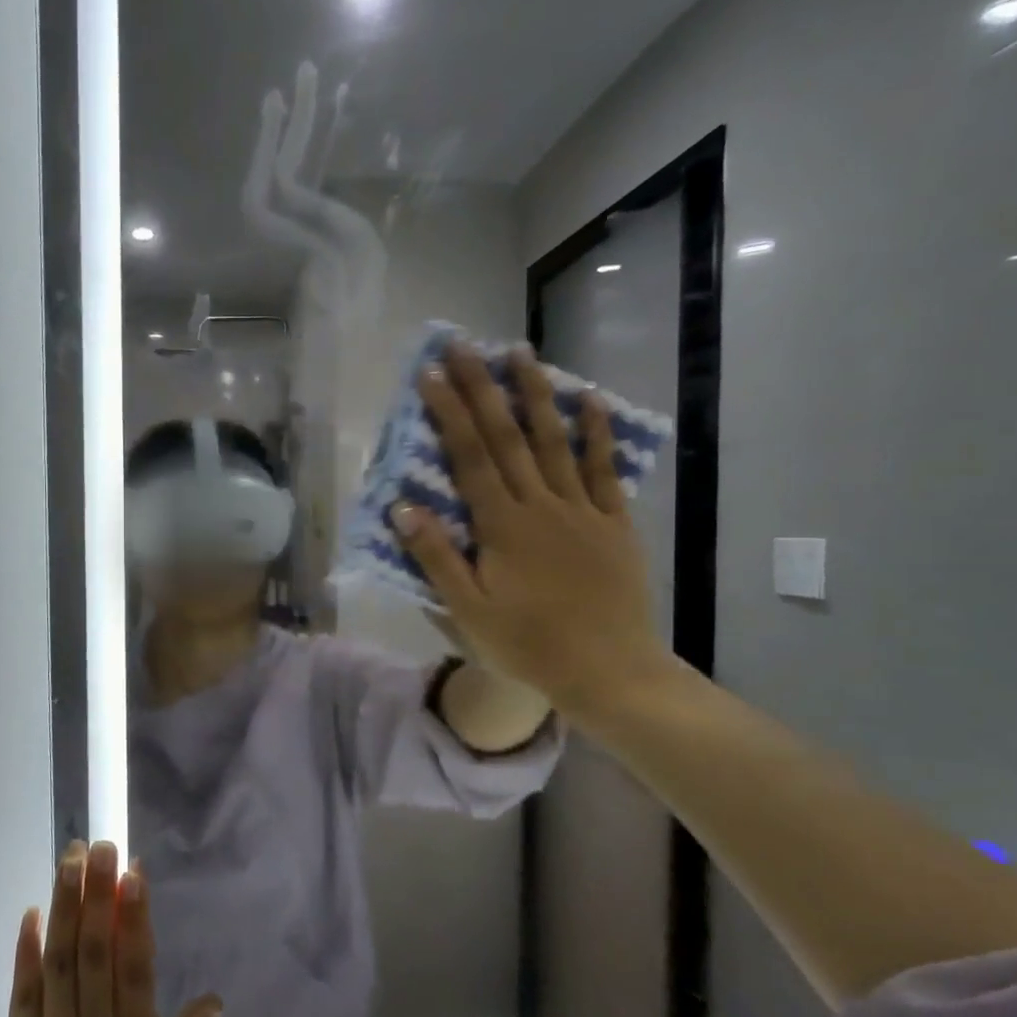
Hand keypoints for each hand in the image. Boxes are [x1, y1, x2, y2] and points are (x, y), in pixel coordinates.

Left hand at [0, 841, 221, 1016]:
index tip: (134, 872)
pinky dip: (26, 954)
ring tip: (69, 861)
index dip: (136, 915)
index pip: (136, 967)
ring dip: (65, 908)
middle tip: (101, 845)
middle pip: (96, 951)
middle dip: (99, 894)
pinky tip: (30, 915)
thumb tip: (214, 1002)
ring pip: (60, 962)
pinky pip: (21, 997)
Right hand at [392, 343, 675, 725]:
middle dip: (482, 387)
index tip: (430, 375)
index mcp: (501, 526)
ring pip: (555, 441)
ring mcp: (581, 510)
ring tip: (521, 353)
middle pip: (507, 436)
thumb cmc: (528, 645)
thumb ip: (436, 557)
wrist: (607, 670)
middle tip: (463, 346)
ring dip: (536, 394)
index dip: (448, 413)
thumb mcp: (467, 611)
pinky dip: (597, 433)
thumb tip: (403, 507)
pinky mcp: (613, 523)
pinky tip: (591, 399)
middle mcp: (540, 504)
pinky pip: (603, 469)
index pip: (469, 457)